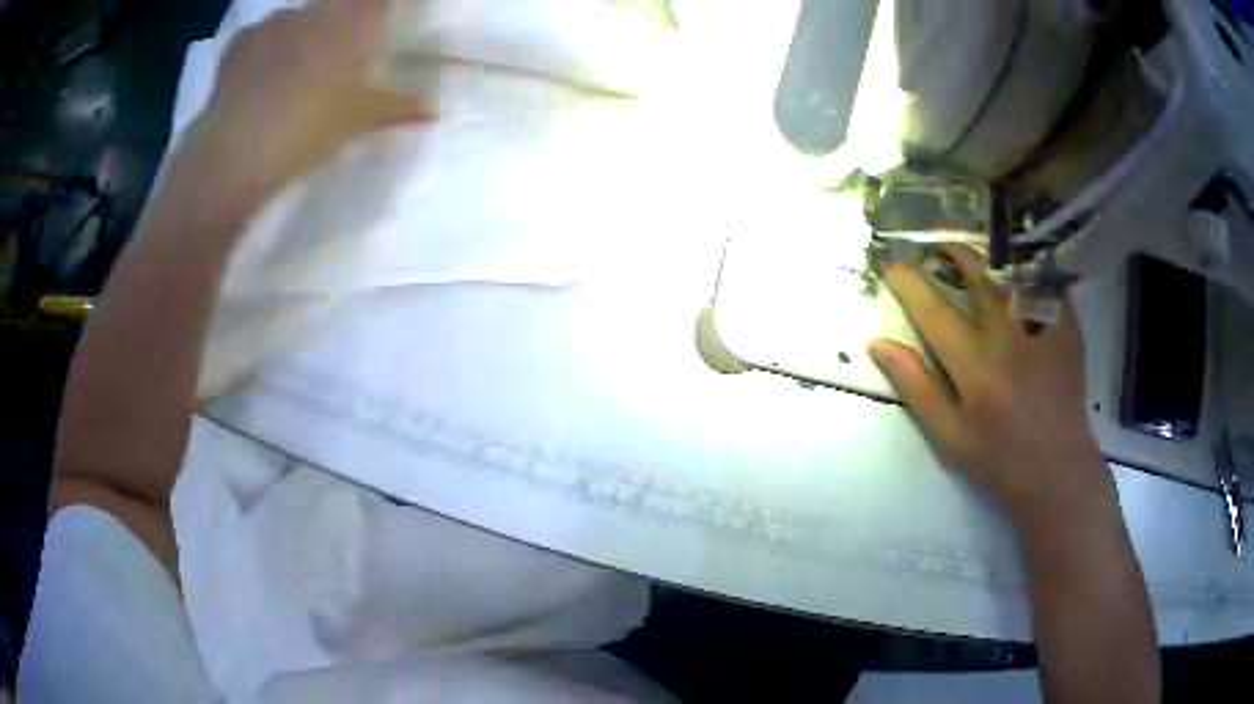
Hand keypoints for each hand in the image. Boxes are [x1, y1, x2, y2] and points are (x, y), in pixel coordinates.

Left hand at [186, 0, 428, 200]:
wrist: (237, 152)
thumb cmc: (309, 127)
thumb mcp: (360, 120)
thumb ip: (398, 107)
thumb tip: (432, 109)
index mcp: (357, 19)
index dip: (383, 9)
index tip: (383, 25)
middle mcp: (318, 9)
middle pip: (341, 2)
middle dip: (346, 20)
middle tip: (343, 54)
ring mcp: (276, 20)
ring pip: (300, 16)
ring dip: (305, 32)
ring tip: (298, 69)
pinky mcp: (242, 41)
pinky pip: (262, 34)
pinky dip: (267, 46)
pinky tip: (261, 73)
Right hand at [869, 246, 1115, 530]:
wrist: (1058, 469)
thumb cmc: (999, 459)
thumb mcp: (949, 436)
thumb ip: (916, 387)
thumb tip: (878, 344)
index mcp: (975, 366)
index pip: (933, 310)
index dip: (907, 281)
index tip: (890, 262)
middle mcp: (1009, 336)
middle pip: (976, 273)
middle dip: (949, 251)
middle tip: (936, 249)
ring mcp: (1041, 327)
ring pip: (1010, 268)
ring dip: (986, 254)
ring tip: (974, 254)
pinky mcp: (1066, 326)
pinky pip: (1045, 279)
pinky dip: (1026, 267)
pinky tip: (1017, 270)